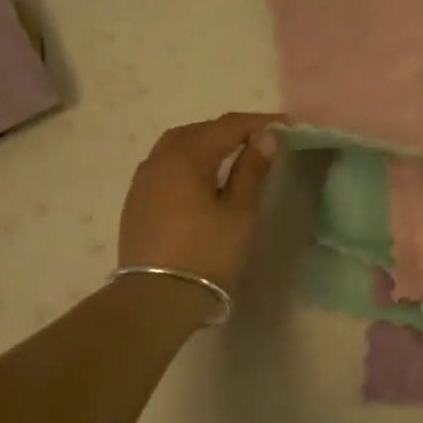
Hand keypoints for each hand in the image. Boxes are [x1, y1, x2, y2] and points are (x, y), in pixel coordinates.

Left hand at [118, 112, 282, 292]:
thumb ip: (251, 170)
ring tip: (231, 155)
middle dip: (229, 130)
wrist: (156, 300)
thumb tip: (266, 137)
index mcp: (186, 157)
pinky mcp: (136, 202)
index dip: (258, 123)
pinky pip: (164, 165)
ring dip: (205, 143)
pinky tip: (202, 177)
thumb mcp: (239, 212)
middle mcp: (158, 160)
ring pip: (176, 146)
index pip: (227, 126)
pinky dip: (187, 160)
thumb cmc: (207, 254)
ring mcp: (142, 181)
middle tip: (258, 140)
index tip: (286, 126)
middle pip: (197, 131)